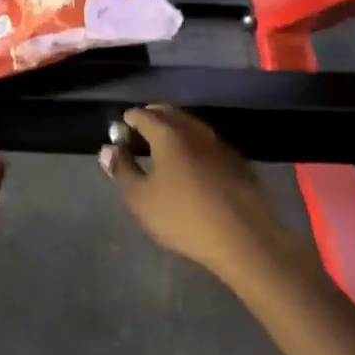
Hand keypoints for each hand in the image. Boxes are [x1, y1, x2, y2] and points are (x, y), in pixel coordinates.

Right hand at [99, 105, 285, 276]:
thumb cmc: (184, 218)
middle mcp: (194, 130)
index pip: (143, 115)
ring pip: (191, 126)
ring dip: (175, 129)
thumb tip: (108, 149)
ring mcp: (219, 144)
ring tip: (164, 147)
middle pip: (169, 113)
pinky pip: (208, 142)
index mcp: (168, 134)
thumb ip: (122, 170)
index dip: (128, 119)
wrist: (246, 240)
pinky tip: (193, 163)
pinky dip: (194, 144)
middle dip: (152, 118)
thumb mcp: (141, 199)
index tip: (120, 130)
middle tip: (139, 133)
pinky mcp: (237, 162)